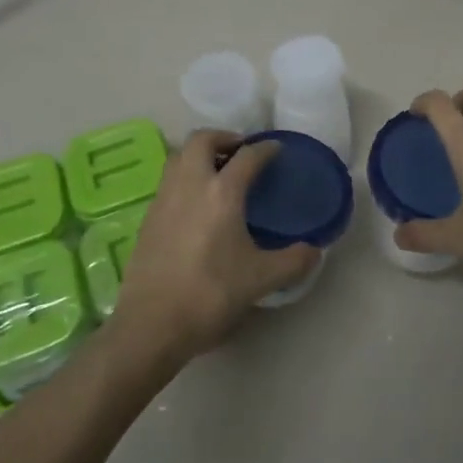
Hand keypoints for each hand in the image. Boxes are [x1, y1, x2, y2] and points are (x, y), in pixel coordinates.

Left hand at [112, 130, 318, 361]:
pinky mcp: (148, 217)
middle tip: (242, 152)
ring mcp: (164, 198)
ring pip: (179, 156)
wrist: (152, 324)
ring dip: (200, 154)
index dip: (266, 148)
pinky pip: (169, 181)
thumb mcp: (260, 280)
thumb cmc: (210, 294)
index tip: (277, 149)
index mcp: (222, 192)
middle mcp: (190, 184)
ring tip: (219, 173)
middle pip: (202, 139)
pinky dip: (185, 177)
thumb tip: (315, 251)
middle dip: (224, 138)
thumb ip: (293, 262)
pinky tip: (197, 204)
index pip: (248, 155)